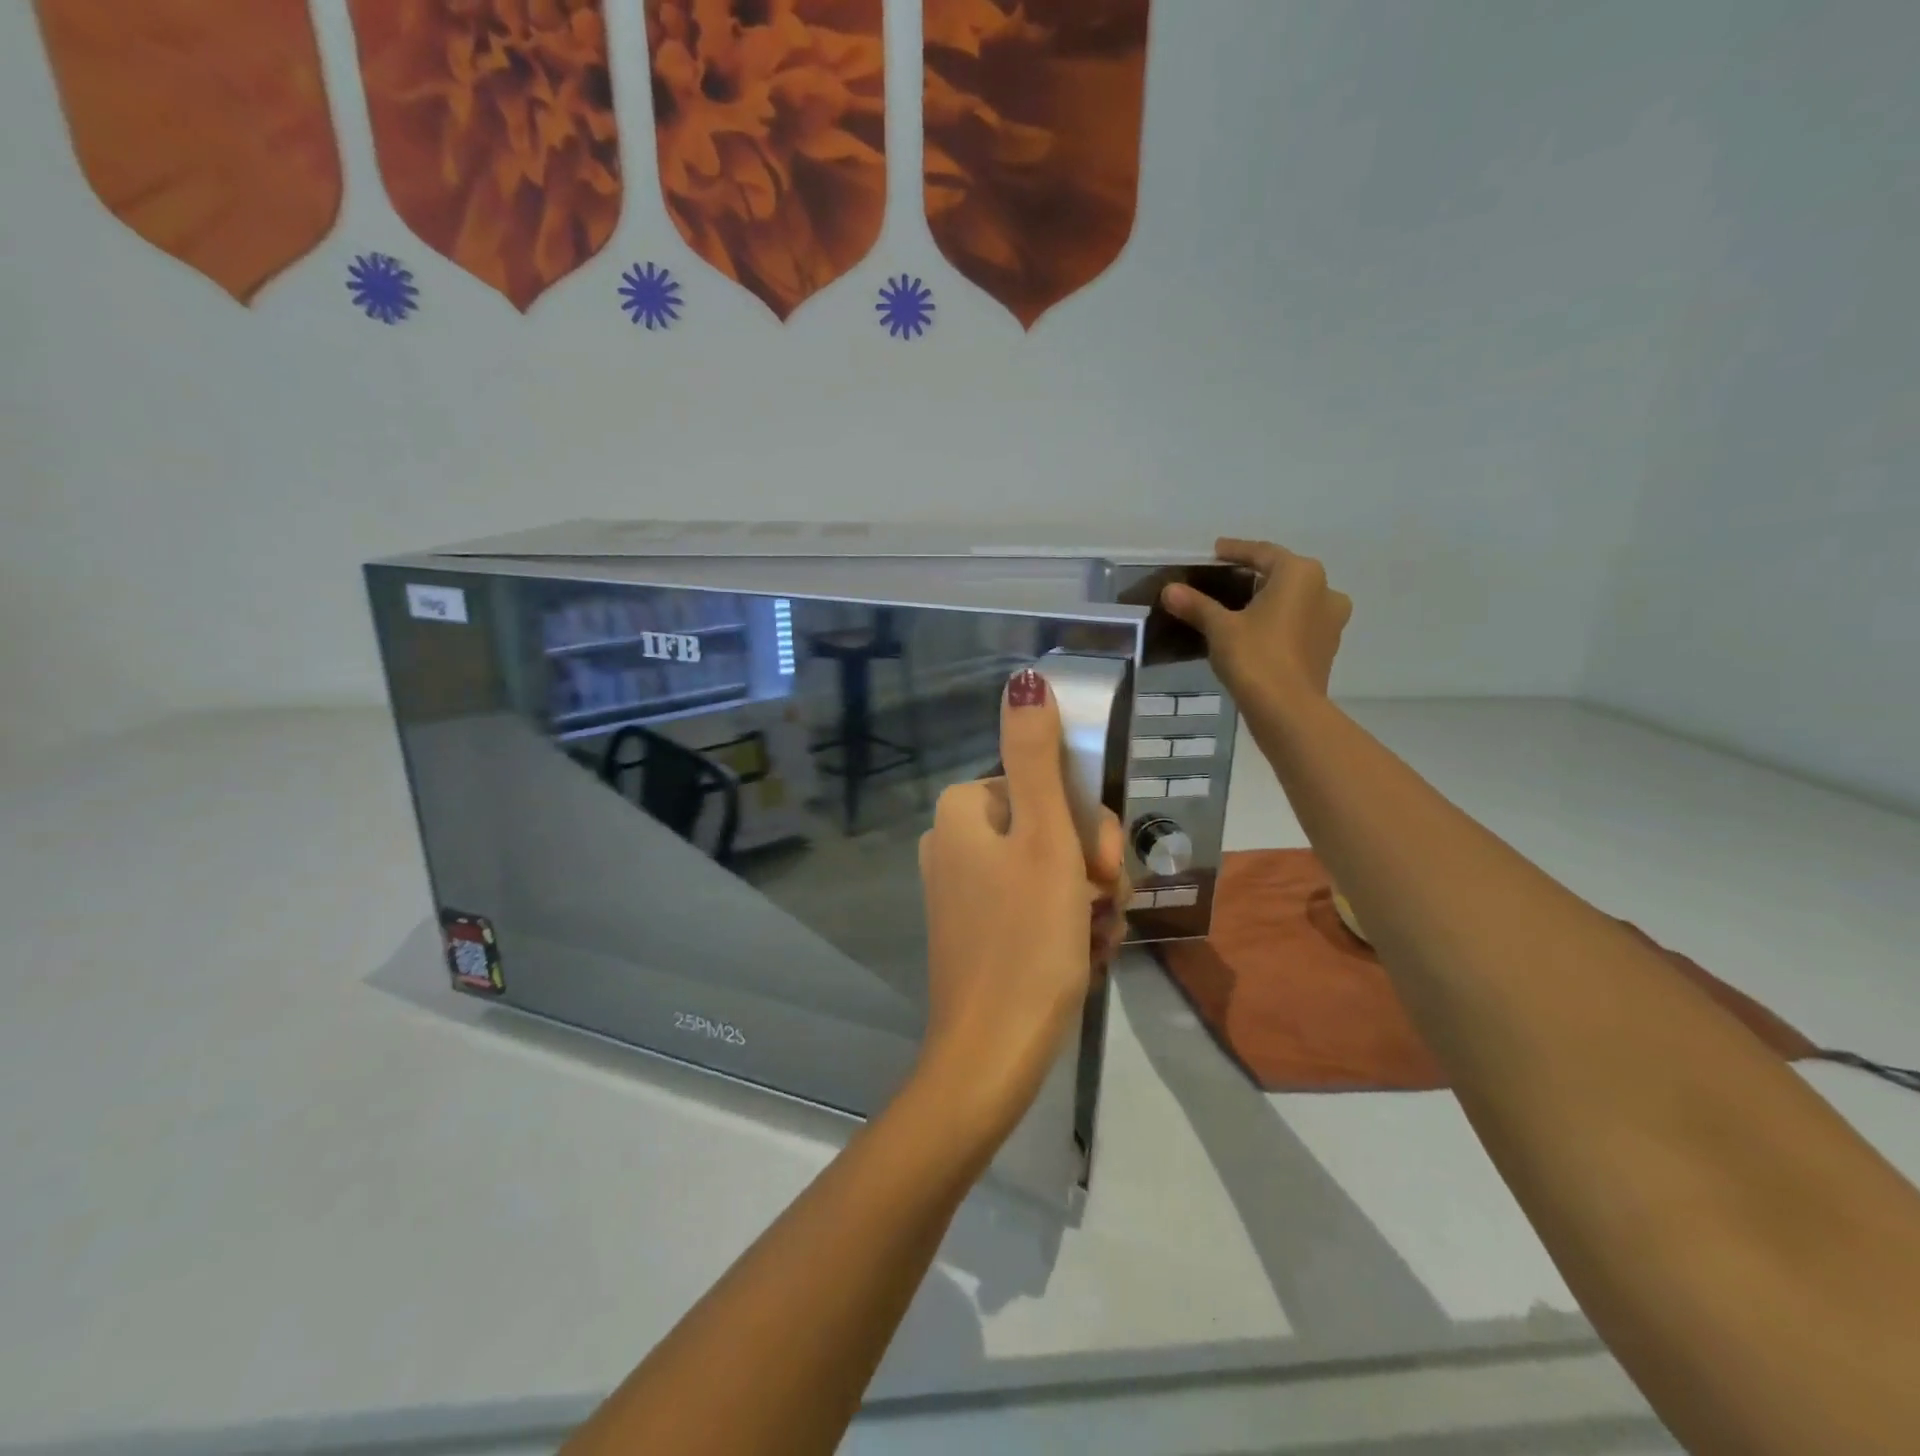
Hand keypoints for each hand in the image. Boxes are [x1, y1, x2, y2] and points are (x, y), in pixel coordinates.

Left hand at [915, 667, 1126, 1140]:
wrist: (993, 1056)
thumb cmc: (1025, 939)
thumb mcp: (1043, 838)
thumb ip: (1037, 756)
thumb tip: (1026, 680)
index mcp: (962, 811)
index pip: (1047, 787)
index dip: (1088, 824)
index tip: (1101, 867)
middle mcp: (955, 843)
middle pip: (1050, 828)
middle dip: (1090, 866)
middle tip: (1101, 907)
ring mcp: (963, 890)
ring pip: (1051, 871)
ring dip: (1086, 901)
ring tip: (1092, 942)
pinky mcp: (977, 930)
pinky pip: (1036, 908)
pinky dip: (1065, 928)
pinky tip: (1078, 959)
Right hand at [1162, 538, 1350, 703]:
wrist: (1287, 709)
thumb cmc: (1255, 657)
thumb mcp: (1220, 628)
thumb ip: (1196, 605)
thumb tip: (1169, 589)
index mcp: (1300, 574)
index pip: (1263, 553)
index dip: (1236, 551)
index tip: (1216, 551)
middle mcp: (1324, 590)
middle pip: (1283, 574)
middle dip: (1255, 576)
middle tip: (1226, 580)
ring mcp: (1331, 620)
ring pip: (1295, 600)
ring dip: (1270, 600)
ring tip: (1241, 608)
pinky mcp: (1327, 647)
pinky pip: (1300, 623)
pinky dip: (1280, 622)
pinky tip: (1258, 633)